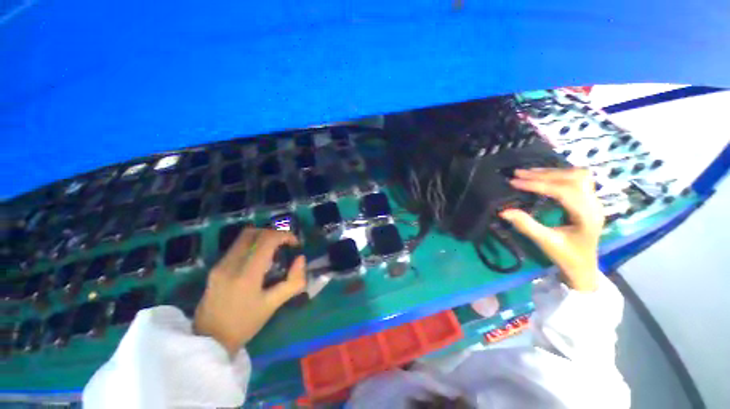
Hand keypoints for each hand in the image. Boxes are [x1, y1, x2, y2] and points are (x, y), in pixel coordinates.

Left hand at [193, 228, 305, 355]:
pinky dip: (253, 244)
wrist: (208, 341)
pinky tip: (260, 258)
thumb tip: (301, 259)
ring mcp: (220, 264)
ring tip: (274, 249)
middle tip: (285, 244)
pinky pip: (237, 246)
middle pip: (254, 232)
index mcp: (246, 274)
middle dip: (274, 233)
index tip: (295, 244)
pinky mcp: (216, 267)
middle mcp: (230, 263)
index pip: (267, 240)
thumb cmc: (244, 324)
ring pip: (244, 236)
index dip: (285, 236)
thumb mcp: (273, 305)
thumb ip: (293, 281)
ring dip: (263, 236)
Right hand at [500, 168, 603, 291]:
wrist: (584, 267)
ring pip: (578, 176)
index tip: (515, 182)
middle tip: (519, 174)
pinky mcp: (588, 201)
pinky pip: (577, 180)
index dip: (538, 185)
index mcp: (587, 216)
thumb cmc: (566, 256)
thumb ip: (526, 225)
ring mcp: (594, 201)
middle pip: (573, 179)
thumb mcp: (545, 242)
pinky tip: (544, 176)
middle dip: (544, 174)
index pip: (564, 191)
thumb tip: (503, 211)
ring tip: (529, 172)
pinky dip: (559, 174)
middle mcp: (594, 204)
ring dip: (553, 172)